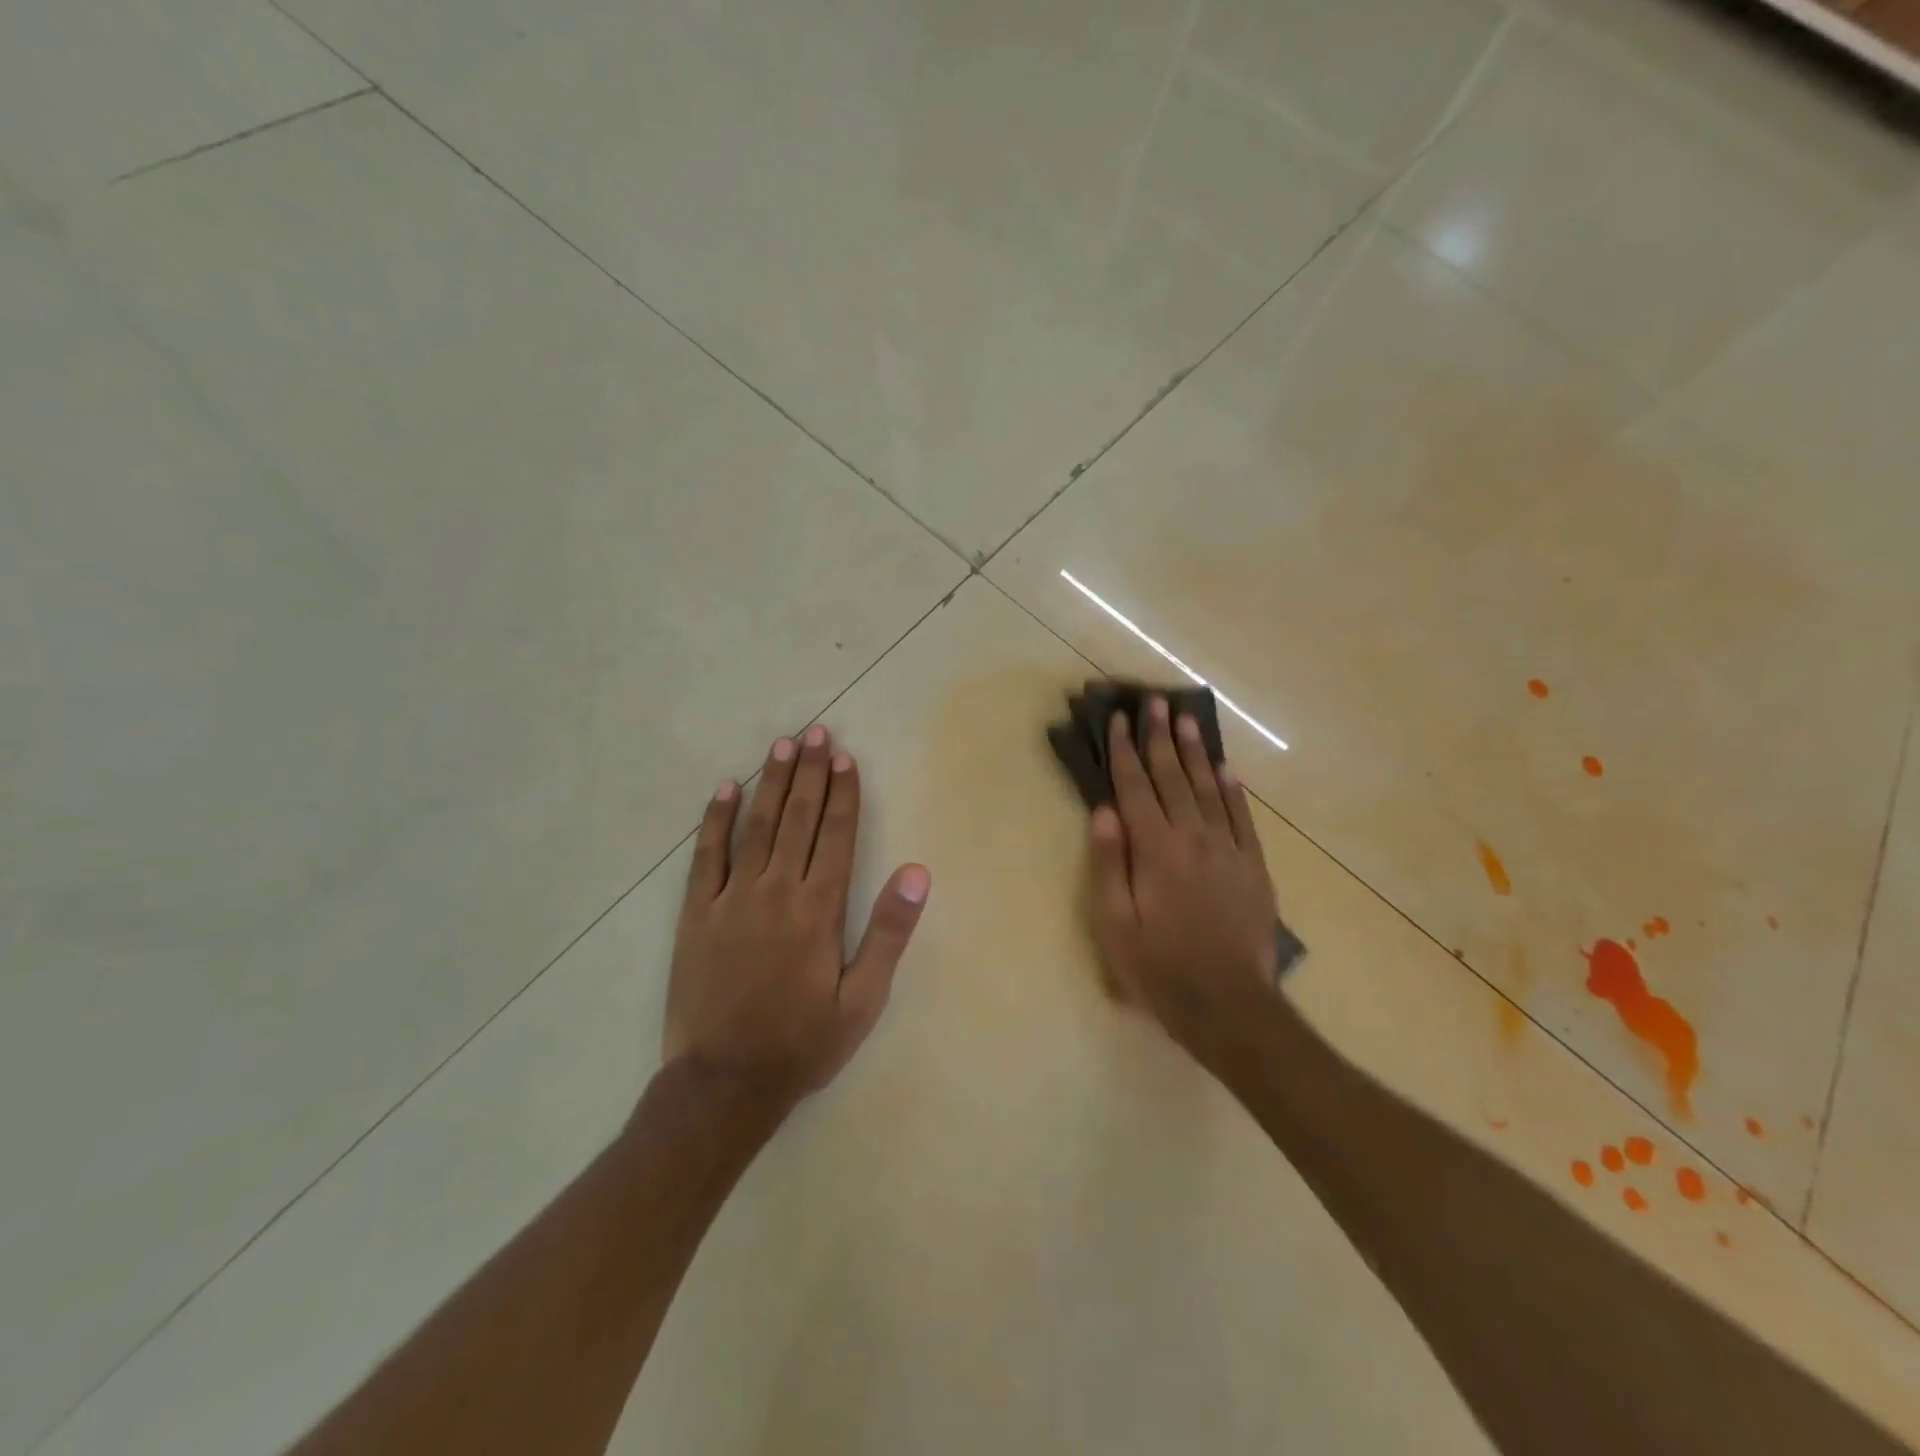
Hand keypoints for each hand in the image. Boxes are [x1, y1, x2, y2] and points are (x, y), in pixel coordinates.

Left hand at [665, 725, 930, 1112]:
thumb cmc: (803, 1043)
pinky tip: (726, 788)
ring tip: (783, 745)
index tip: (846, 758)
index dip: (843, 794)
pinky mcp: (697, 913)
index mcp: (819, 909)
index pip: (835, 836)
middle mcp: (776, 891)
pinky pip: (706, 855)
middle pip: (798, 819)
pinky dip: (716, 819)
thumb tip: (917, 872)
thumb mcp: (863, 999)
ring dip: (772, 782)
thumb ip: (889, 932)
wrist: (724, 1084)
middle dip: (811, 773)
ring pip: (756, 826)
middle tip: (817, 732)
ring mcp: (732, 898)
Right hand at [1087, 697, 1281, 1070]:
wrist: (1229, 1005)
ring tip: (1186, 719)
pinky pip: (1242, 817)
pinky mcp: (1253, 866)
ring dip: (1194, 751)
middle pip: (1172, 777)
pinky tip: (1224, 768)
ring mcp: (1228, 849)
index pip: (1135, 787)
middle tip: (1155, 702)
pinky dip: (1233, 789)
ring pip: (1208, 788)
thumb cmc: (1159, 968)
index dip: (1125, 750)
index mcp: (1155, 849)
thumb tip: (1104, 811)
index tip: (1119, 718)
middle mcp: (1193, 837)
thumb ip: (1109, 864)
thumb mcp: (1115, 924)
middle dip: (1160, 737)